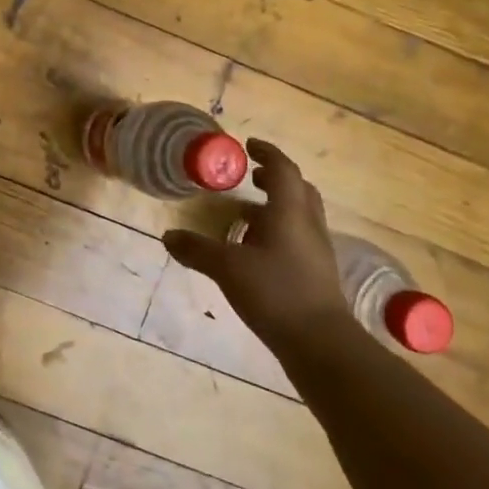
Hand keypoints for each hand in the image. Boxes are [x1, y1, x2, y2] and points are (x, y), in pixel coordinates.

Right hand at [162, 139, 352, 354]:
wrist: (321, 343)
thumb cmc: (275, 292)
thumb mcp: (228, 268)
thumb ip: (197, 250)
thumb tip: (168, 236)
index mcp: (290, 212)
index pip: (283, 170)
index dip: (268, 153)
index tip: (249, 145)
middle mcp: (307, 225)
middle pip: (298, 190)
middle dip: (275, 179)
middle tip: (251, 176)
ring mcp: (316, 251)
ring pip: (299, 215)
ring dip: (275, 207)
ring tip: (245, 215)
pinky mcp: (316, 274)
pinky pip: (298, 239)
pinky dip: (278, 232)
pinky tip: (255, 251)